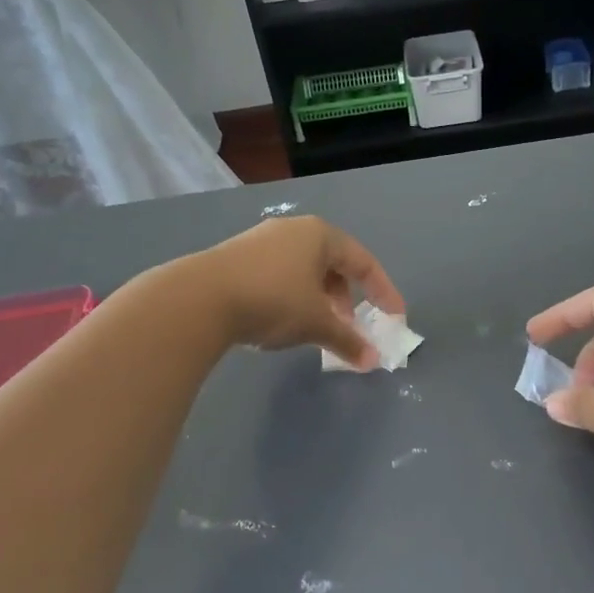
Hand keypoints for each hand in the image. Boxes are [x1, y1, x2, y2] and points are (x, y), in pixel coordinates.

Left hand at [201, 216, 404, 369]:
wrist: (199, 298)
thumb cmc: (273, 301)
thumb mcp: (316, 323)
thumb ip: (348, 341)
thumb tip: (372, 361)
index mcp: (320, 235)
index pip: (363, 261)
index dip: (384, 291)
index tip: (394, 317)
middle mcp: (293, 230)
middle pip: (332, 263)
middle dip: (345, 297)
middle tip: (347, 325)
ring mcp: (261, 240)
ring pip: (303, 270)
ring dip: (318, 299)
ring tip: (314, 327)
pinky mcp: (236, 256)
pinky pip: (278, 274)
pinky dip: (291, 296)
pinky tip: (280, 320)